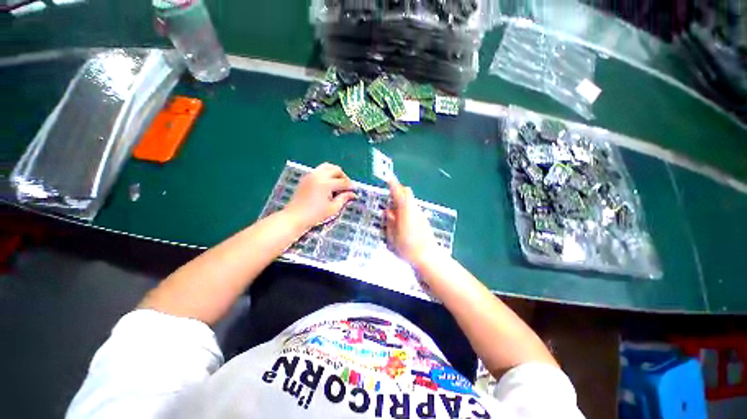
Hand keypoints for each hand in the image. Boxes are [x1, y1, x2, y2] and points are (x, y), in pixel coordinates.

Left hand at [284, 163, 355, 230]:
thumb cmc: (315, 215)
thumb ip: (344, 199)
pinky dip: (326, 174)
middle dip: (343, 177)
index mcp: (326, 183)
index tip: (354, 191)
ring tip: (337, 184)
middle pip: (336, 169)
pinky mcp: (305, 178)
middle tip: (346, 187)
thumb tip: (353, 194)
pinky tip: (327, 185)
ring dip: (335, 173)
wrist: (294, 217)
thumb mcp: (333, 209)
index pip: (343, 182)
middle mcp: (318, 176)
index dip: (350, 187)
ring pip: (327, 166)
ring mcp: (310, 175)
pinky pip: (319, 170)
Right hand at [385, 180, 441, 269]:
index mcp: (406, 211)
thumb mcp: (393, 236)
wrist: (429, 257)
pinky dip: (406, 207)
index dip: (393, 184)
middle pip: (407, 192)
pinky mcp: (423, 219)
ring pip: (410, 200)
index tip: (388, 178)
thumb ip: (390, 222)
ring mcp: (420, 214)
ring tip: (392, 211)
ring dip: (401, 200)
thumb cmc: (408, 249)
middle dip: (398, 190)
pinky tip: (401, 219)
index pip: (399, 192)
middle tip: (388, 196)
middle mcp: (414, 209)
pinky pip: (413, 207)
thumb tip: (388, 211)